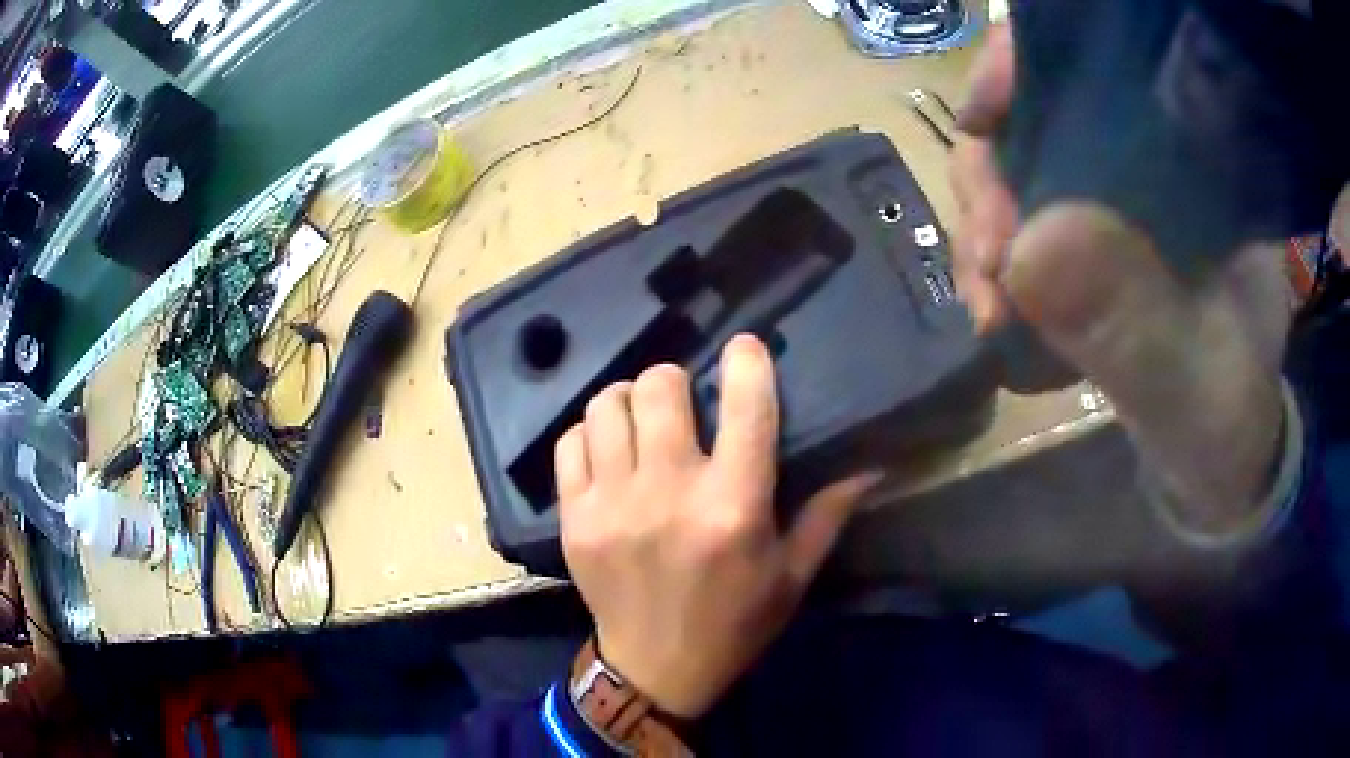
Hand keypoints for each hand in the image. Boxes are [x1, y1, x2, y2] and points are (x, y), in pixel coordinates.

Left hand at [554, 334, 878, 718]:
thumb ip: (828, 514)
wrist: (655, 670)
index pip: (745, 406)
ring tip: (641, 420)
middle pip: (659, 387)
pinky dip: (590, 434)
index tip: (745, 347)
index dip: (747, 362)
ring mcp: (611, 504)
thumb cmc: (734, 624)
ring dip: (628, 401)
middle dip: (676, 381)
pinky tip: (608, 452)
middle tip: (684, 402)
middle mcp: (669, 494)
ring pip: (607, 405)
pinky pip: (570, 443)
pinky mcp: (573, 518)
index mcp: (733, 507)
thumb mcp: (792, 576)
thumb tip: (873, 466)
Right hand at [951, 23, 1291, 532]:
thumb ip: (1131, 323)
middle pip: (1037, 110)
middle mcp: (1149, 155)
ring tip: (989, 311)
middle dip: (991, 178)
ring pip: (1015, 166)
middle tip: (991, 270)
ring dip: (983, 230)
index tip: (982, 118)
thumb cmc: (1225, 418)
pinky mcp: (1089, 236)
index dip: (1026, 63)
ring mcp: (1113, 195)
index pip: (1100, 56)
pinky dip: (993, 263)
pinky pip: (1016, 220)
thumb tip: (1028, 249)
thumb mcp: (1192, 383)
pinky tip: (999, 314)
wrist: (1217, 454)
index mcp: (1195, 155)